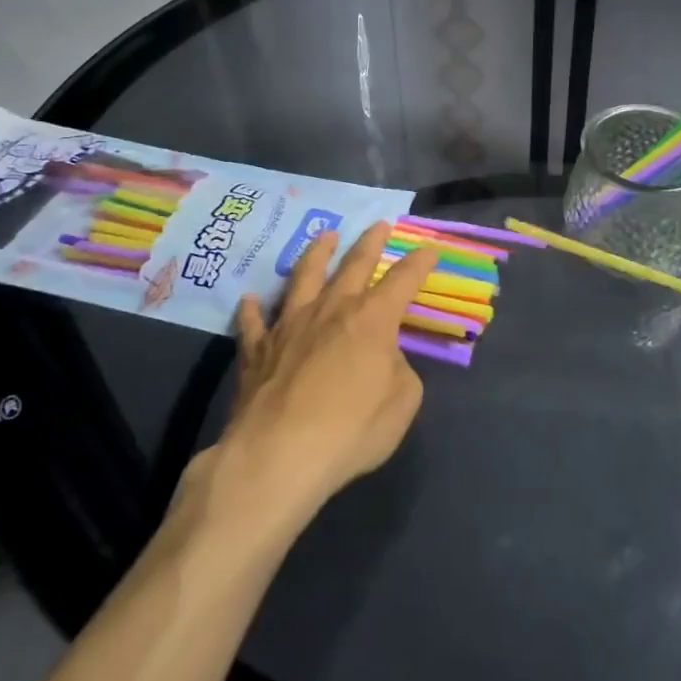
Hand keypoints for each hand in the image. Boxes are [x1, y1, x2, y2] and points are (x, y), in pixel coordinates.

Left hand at [210, 222, 440, 519]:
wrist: (278, 455)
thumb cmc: (351, 429)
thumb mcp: (402, 402)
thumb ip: (399, 371)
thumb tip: (384, 360)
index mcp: (372, 319)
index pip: (403, 280)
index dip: (419, 262)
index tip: (430, 248)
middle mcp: (331, 310)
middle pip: (353, 266)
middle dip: (370, 243)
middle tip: (379, 224)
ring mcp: (289, 326)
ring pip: (304, 277)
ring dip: (317, 254)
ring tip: (325, 236)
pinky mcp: (256, 350)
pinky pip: (254, 323)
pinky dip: (253, 310)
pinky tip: (250, 299)